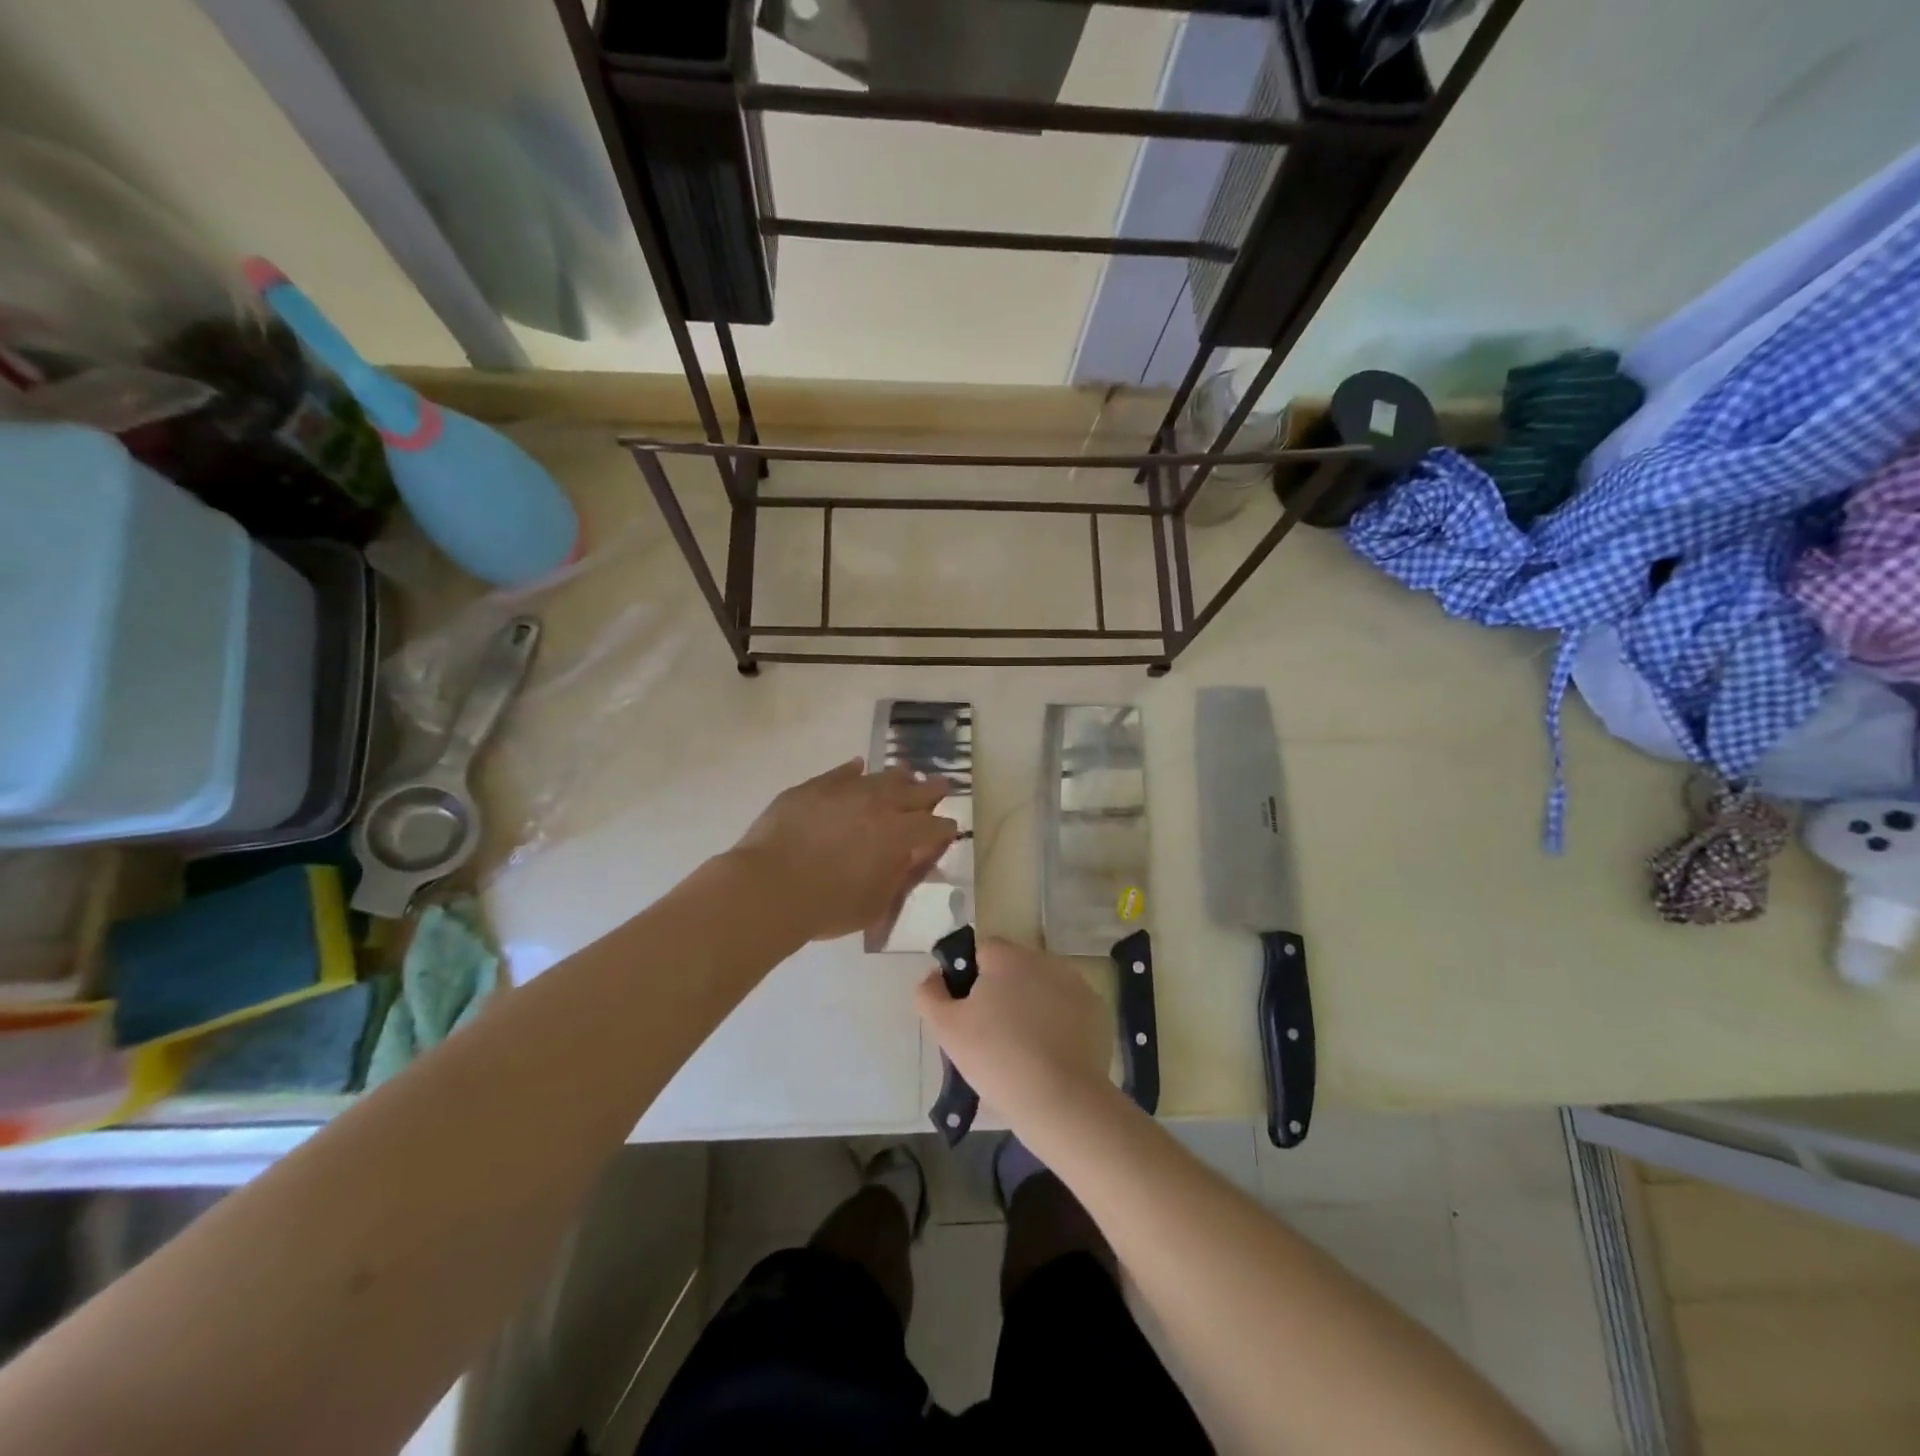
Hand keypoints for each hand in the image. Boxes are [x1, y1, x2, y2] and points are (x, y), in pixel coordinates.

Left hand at [731, 759, 956, 942]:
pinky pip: (842, 772)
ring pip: (882, 776)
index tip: (947, 831)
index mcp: (901, 834)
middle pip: (917, 790)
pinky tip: (858, 769)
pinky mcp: (814, 786)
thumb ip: (900, 876)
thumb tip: (916, 858)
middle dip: (932, 791)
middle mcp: (879, 804)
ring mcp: (846, 790)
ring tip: (905, 777)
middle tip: (940, 788)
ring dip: (899, 778)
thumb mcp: (876, 903)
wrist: (768, 887)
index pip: (936, 826)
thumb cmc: (827, 906)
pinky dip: (855, 771)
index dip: (945, 829)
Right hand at [915, 938, 1111, 1130]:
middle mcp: (1043, 959)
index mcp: (1006, 957)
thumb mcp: (947, 1029)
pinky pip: (1067, 1009)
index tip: (968, 1014)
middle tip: (992, 1036)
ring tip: (1023, 1049)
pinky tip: (1050, 1054)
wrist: (1061, 1100)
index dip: (971, 980)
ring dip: (1031, 1006)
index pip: (982, 952)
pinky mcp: (1096, 1010)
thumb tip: (933, 976)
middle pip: (1013, 968)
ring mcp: (1074, 983)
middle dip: (1002, 993)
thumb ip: (930, 994)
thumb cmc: (996, 1059)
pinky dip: (1058, 1023)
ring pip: (1041, 987)